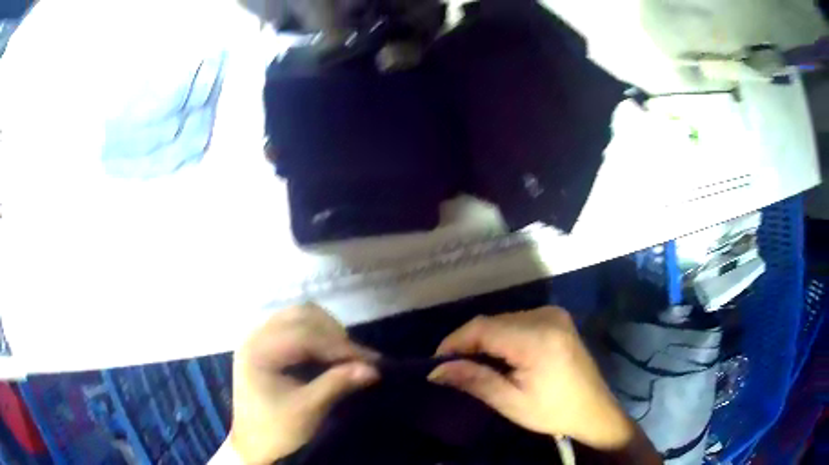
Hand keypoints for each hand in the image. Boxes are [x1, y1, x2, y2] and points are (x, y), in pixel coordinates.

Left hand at [230, 304, 378, 463]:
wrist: (253, 443)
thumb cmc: (276, 429)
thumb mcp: (308, 410)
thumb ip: (337, 384)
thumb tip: (372, 369)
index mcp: (258, 351)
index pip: (304, 334)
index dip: (339, 346)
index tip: (369, 361)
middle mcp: (256, 335)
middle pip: (302, 315)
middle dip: (334, 335)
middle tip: (358, 358)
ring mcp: (259, 336)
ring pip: (300, 316)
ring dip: (327, 331)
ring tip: (346, 355)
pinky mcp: (266, 343)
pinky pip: (295, 325)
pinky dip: (317, 334)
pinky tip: (329, 353)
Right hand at [428, 307, 636, 450]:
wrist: (593, 409)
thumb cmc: (553, 411)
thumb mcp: (511, 402)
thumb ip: (474, 380)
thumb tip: (436, 370)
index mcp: (537, 338)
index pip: (483, 327)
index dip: (454, 341)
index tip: (437, 363)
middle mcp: (546, 316)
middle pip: (493, 321)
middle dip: (469, 342)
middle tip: (454, 369)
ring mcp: (554, 314)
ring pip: (503, 319)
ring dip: (485, 339)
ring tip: (475, 365)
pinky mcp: (557, 317)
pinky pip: (518, 320)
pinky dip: (502, 336)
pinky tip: (500, 356)